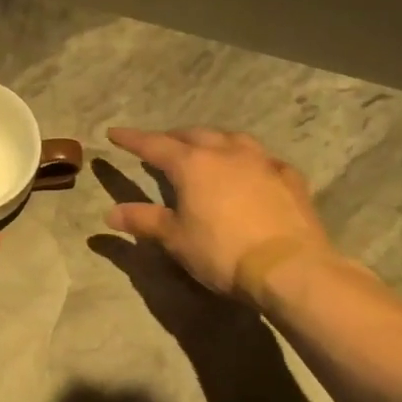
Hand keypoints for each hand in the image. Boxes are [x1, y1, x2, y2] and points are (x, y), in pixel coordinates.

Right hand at [105, 127, 336, 303]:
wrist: (290, 269)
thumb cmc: (223, 251)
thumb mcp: (175, 239)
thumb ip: (144, 221)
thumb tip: (111, 213)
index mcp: (192, 164)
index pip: (153, 145)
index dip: (131, 139)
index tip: (114, 132)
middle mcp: (226, 153)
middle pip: (193, 135)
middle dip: (173, 137)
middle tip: (161, 144)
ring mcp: (261, 162)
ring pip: (231, 138)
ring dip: (212, 140)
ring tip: (205, 148)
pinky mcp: (289, 178)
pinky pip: (264, 159)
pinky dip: (249, 160)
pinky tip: (251, 170)